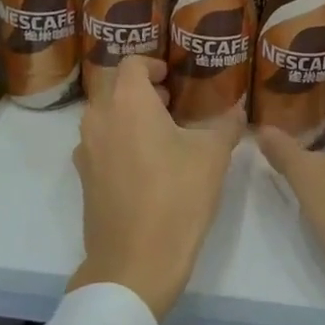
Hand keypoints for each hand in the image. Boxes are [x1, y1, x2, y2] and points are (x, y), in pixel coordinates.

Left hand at [69, 56, 243, 319]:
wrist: (135, 262)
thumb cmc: (176, 197)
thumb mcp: (213, 157)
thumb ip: (227, 125)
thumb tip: (240, 109)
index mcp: (127, 102)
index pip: (131, 63)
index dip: (152, 64)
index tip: (172, 77)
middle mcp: (99, 118)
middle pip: (115, 87)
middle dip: (141, 90)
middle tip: (171, 103)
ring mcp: (86, 150)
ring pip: (105, 116)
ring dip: (129, 115)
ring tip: (162, 133)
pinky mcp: (84, 178)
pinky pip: (100, 144)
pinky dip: (119, 141)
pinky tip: (146, 164)